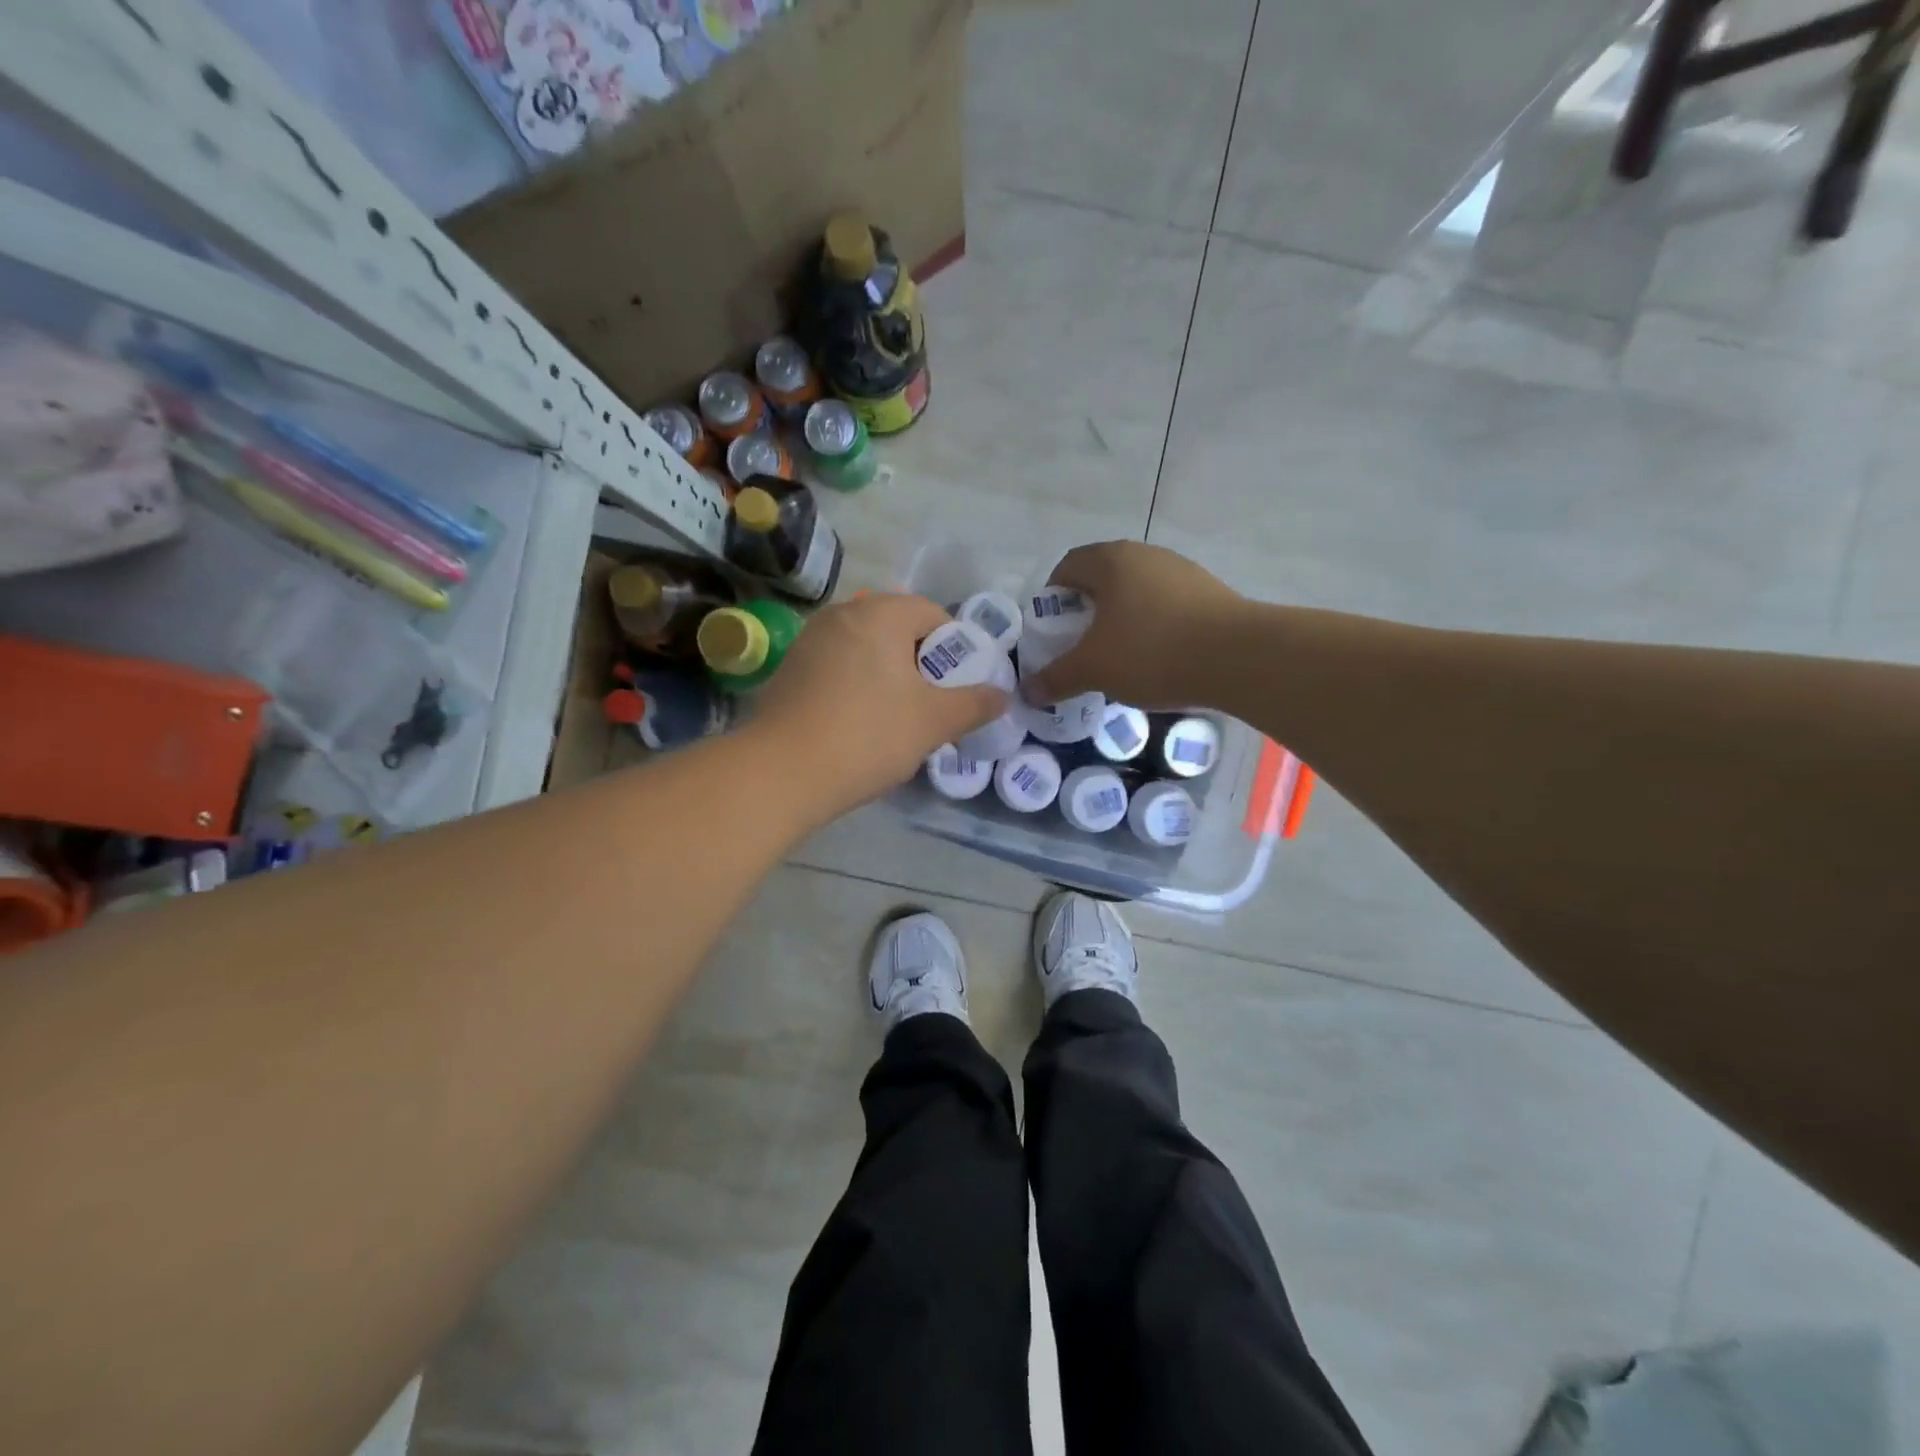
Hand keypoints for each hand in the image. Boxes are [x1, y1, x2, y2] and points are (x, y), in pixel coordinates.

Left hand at [750, 592, 1008, 822]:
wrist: (781, 772)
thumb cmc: (868, 735)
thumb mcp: (933, 721)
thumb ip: (974, 704)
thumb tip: (1002, 695)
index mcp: (879, 613)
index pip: (932, 613)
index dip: (956, 648)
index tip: (961, 686)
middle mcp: (842, 614)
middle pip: (899, 629)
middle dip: (923, 664)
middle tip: (935, 704)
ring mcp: (810, 641)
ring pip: (868, 650)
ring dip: (891, 677)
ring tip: (901, 718)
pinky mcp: (790, 670)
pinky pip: (840, 668)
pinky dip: (860, 686)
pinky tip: (862, 724)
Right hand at [1023, 541, 1246, 708]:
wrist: (1239, 657)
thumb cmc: (1151, 652)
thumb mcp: (1093, 669)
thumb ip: (1056, 678)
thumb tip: (1028, 692)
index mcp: (1111, 560)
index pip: (1067, 567)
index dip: (1051, 598)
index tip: (1051, 631)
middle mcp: (1146, 555)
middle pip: (1103, 579)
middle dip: (1086, 612)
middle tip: (1080, 646)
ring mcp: (1182, 571)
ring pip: (1137, 593)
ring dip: (1121, 620)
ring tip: (1118, 657)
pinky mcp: (1210, 593)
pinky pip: (1166, 607)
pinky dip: (1152, 628)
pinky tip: (1157, 659)